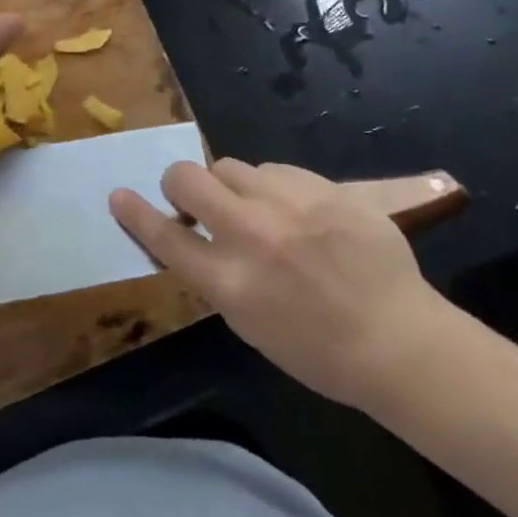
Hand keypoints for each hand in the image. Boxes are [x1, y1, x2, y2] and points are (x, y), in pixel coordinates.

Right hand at [110, 160, 457, 409]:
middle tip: (194, 199)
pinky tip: (296, 209)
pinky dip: (273, 186)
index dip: (135, 214)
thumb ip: (216, 275)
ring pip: (231, 166)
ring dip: (231, 185)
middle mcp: (251, 235)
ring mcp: (289, 205)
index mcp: (229, 282)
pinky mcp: (322, 187)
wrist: (399, 340)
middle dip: (180, 184)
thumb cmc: (319, 350)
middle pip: (187, 179)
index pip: (165, 237)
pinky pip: (275, 169)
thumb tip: (196, 236)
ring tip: (258, 208)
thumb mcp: (250, 323)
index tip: (118, 195)